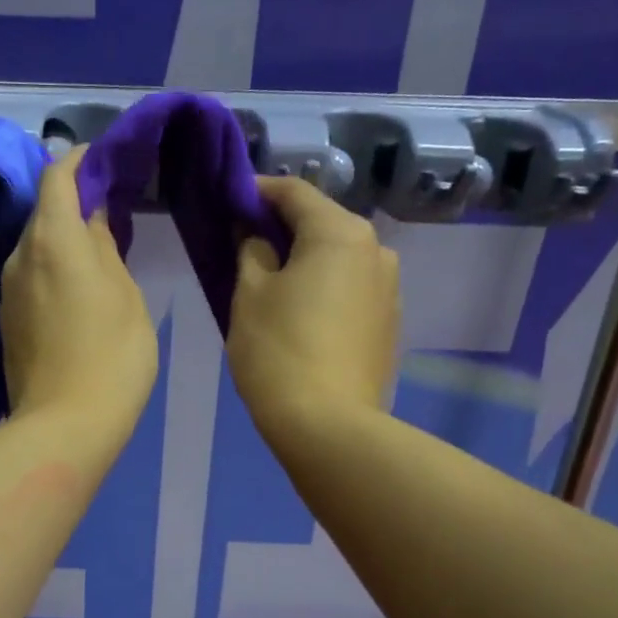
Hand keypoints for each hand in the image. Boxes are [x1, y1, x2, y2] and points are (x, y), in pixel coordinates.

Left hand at [1, 146, 158, 443]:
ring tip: (98, 252)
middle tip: (111, 210)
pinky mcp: (6, 320)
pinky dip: (52, 268)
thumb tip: (92, 220)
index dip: (79, 161)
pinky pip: (30, 276)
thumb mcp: (125, 294)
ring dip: (62, 239)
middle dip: (73, 202)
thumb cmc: (112, 355)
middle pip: (42, 210)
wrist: (65, 425)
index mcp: (52, 240)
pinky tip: (77, 288)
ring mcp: (7, 290)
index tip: (105, 161)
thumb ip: (105, 248)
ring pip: (34, 246)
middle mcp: (19, 256)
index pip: (56, 176)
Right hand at [227, 174, 398, 438]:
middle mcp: (376, 250)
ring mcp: (389, 289)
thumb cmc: (279, 351)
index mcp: (341, 233)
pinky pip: (350, 289)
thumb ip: (250, 250)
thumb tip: (256, 234)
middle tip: (244, 244)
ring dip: (305, 260)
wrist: (329, 426)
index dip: (258, 191)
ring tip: (272, 283)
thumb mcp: (249, 295)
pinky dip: (324, 289)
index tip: (229, 201)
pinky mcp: (389, 324)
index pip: (295, 192)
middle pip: (322, 223)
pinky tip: (301, 315)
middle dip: (283, 228)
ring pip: (338, 259)